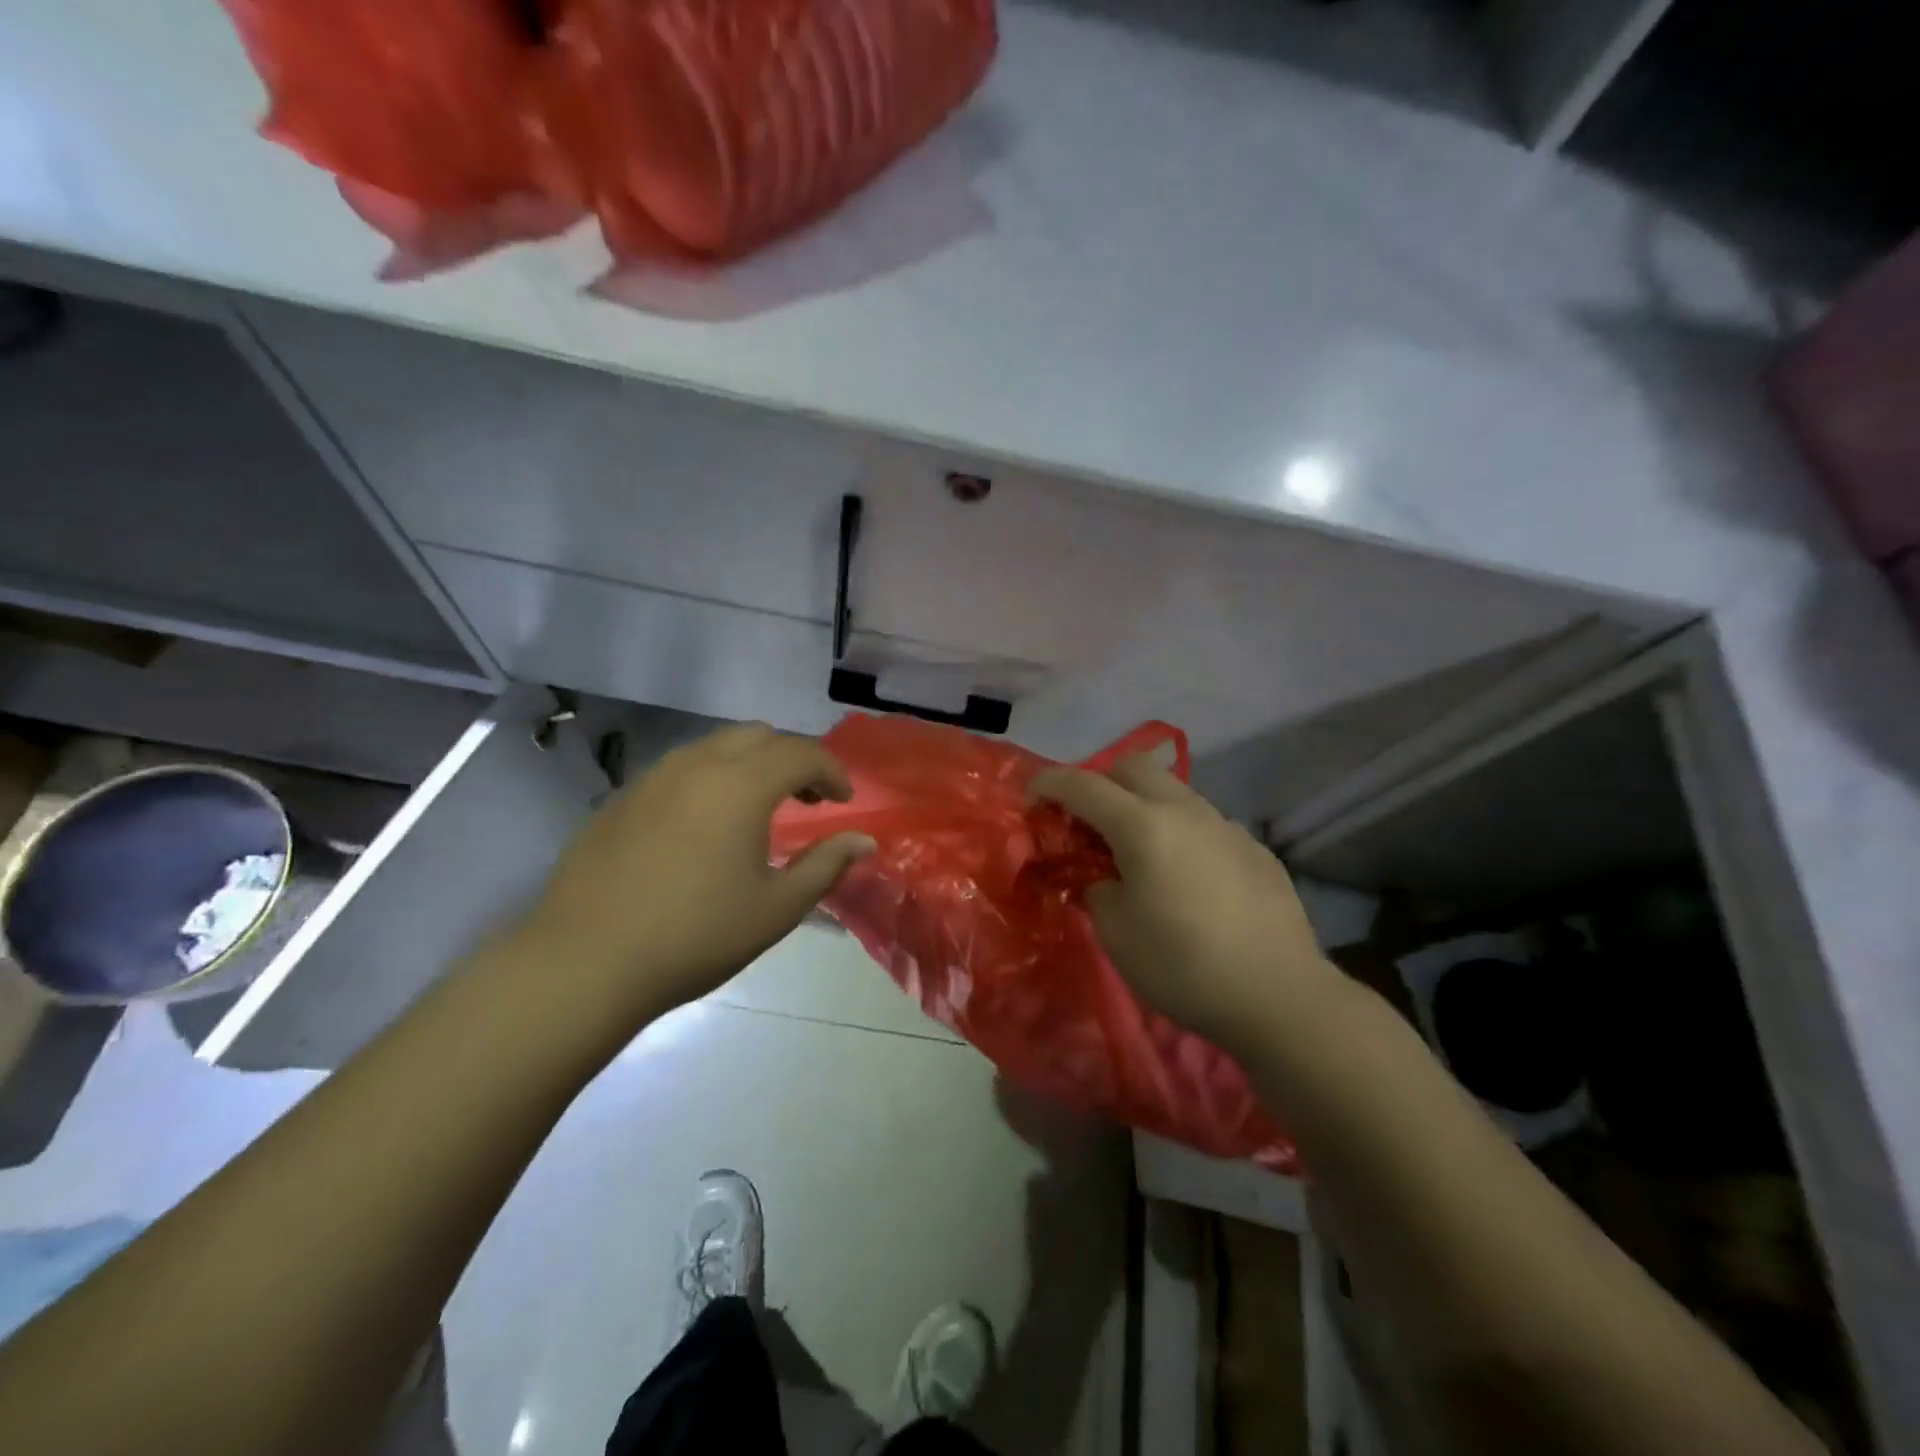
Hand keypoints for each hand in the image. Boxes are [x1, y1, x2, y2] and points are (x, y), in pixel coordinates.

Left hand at [515, 724, 875, 1023]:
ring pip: (715, 746)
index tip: (844, 802)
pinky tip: (704, 826)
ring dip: (750, 764)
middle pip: (759, 735)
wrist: (587, 961)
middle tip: (806, 800)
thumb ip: (826, 865)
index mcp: (742, 785)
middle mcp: (698, 764)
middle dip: (792, 759)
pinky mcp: (621, 798)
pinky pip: (680, 769)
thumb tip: (864, 841)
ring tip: (757, 809)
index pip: (802, 753)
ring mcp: (653, 777)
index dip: (832, 772)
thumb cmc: (696, 935)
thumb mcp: (777, 907)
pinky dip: (710, 779)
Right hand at [1031, 755, 1342, 1055]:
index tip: (1032, 793)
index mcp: (1143, 826)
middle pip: (1134, 766)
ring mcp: (1225, 825)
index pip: (1084, 785)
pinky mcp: (1253, 847)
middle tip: (1088, 820)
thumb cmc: (1183, 965)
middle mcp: (1185, 811)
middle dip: (1102, 781)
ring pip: (1174, 791)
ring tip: (1139, 850)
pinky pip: (1205, 822)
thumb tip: (1102, 875)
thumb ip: (1097, 889)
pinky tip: (1187, 876)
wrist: (1278, 994)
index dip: (1051, 782)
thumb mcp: (1116, 933)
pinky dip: (1180, 832)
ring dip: (1144, 805)